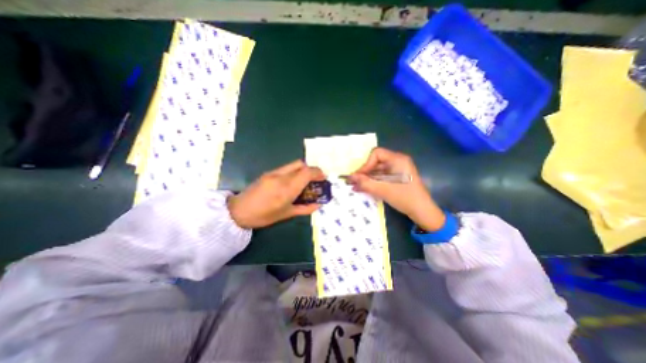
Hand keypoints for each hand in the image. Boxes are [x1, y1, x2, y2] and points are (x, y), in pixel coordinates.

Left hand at [228, 160, 328, 227]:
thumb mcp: (287, 214)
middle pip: (301, 164)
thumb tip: (318, 205)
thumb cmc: (264, 216)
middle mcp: (281, 177)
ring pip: (294, 164)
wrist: (238, 211)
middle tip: (314, 180)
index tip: (323, 179)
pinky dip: (294, 172)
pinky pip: (286, 168)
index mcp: (287, 189)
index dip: (318, 173)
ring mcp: (273, 173)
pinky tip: (292, 183)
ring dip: (302, 170)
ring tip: (304, 182)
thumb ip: (305, 209)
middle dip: (311, 170)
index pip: (307, 173)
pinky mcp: (268, 172)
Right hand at [345, 147, 447, 230]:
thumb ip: (365, 183)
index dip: (366, 164)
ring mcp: (398, 170)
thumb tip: (349, 177)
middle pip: (376, 162)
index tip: (359, 176)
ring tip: (357, 187)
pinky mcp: (397, 178)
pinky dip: (373, 182)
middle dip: (365, 172)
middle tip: (355, 182)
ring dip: (367, 178)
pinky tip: (365, 188)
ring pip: (378, 170)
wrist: (422, 211)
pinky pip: (382, 176)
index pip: (376, 154)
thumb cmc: (404, 197)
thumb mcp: (383, 190)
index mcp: (397, 159)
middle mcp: (398, 161)